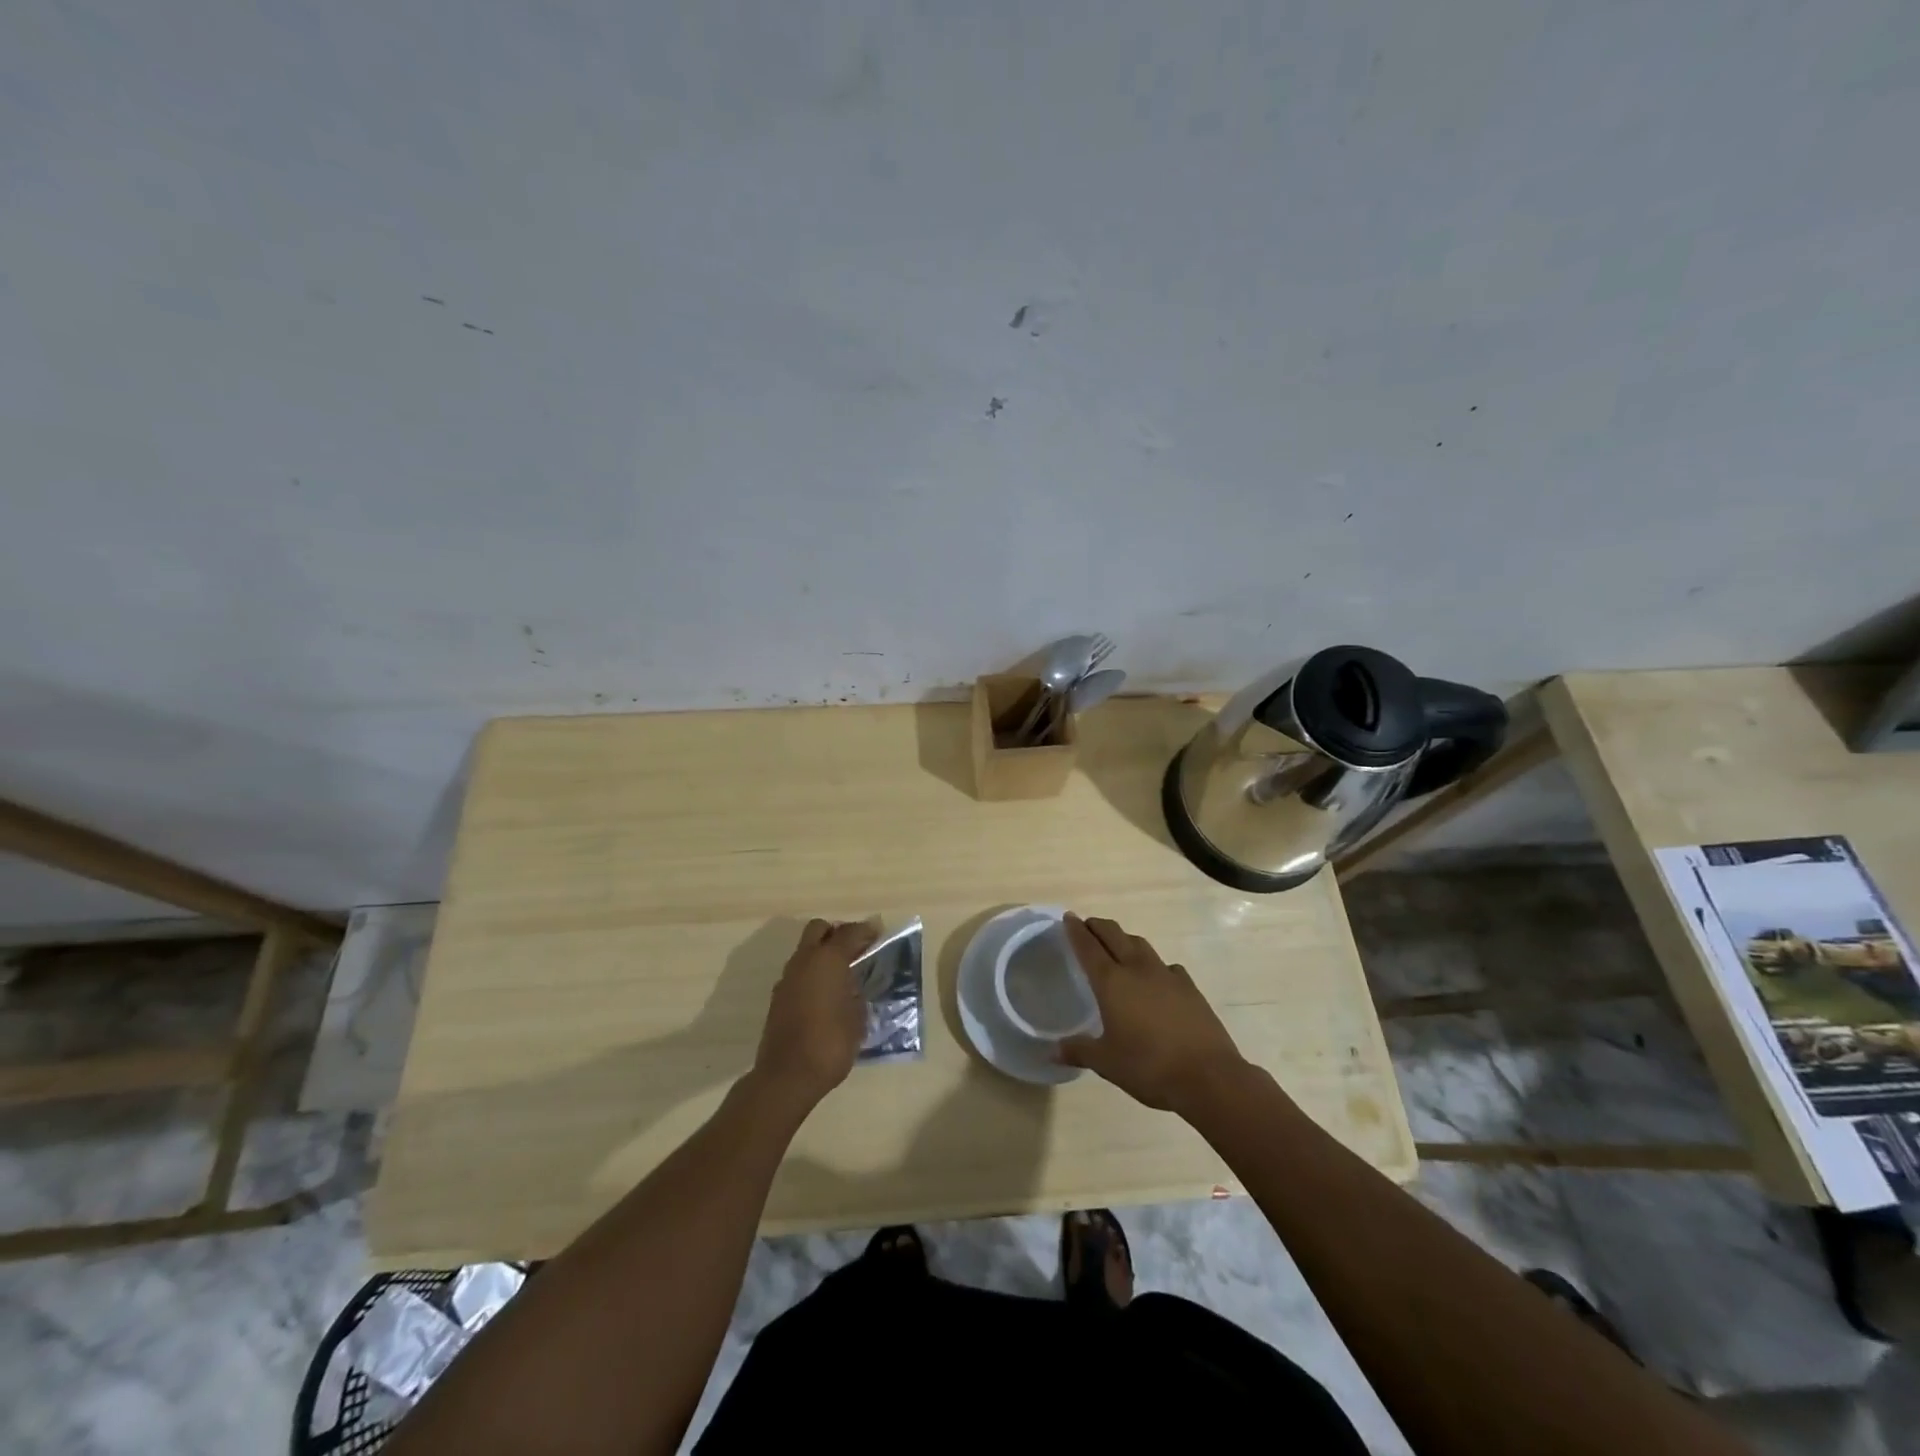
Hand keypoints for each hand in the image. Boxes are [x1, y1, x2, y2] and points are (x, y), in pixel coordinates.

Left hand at [752, 919, 878, 1108]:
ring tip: (843, 972)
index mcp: (828, 960)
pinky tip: (826, 992)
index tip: (879, 933)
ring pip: (805, 950)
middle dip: (837, 933)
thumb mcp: (857, 1017)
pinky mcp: (778, 997)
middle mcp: (804, 961)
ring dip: (822, 952)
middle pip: (819, 929)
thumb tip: (854, 985)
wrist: (787, 1076)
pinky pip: (798, 971)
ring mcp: (787, 978)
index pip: (849, 932)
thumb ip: (857, 992)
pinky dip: (812, 972)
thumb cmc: (831, 1043)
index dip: (866, 931)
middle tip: (856, 948)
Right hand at [1059, 913, 1246, 1114]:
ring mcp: (1167, 975)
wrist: (1208, 1076)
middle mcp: (1137, 969)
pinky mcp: (1189, 987)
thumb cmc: (1149, 1067)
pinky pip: (1166, 966)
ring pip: (1140, 944)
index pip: (1088, 947)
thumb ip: (1078, 1051)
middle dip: (1098, 927)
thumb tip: (1053, 1050)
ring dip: (1125, 939)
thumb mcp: (1107, 1063)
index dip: (1076, 931)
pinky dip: (1154, 965)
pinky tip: (1155, 978)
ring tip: (1117, 946)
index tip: (1068, 917)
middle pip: (1114, 935)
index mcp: (1112, 982)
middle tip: (1087, 926)